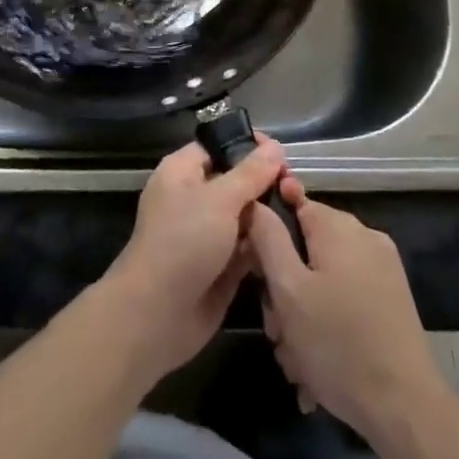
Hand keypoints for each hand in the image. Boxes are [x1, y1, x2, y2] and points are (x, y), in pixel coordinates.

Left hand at [99, 136, 286, 380]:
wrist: (158, 314)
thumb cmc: (183, 242)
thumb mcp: (219, 199)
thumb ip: (250, 174)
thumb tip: (275, 147)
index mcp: (183, 172)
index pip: (218, 146)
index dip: (247, 145)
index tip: (281, 153)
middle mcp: (194, 198)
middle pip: (236, 181)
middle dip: (265, 184)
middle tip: (296, 188)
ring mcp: (208, 234)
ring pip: (246, 216)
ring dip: (269, 217)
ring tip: (300, 213)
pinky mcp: (221, 265)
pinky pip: (248, 247)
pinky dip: (266, 246)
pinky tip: (292, 244)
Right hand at [245, 178, 447, 437]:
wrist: (405, 409)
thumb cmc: (337, 344)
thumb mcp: (288, 289)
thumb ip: (268, 238)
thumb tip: (256, 203)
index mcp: (339, 227)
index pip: (292, 205)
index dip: (268, 236)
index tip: (257, 272)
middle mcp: (364, 238)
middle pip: (306, 249)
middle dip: (284, 290)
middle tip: (277, 331)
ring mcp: (382, 271)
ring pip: (323, 280)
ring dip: (303, 317)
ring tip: (297, 362)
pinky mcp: (391, 302)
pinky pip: (344, 300)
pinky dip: (327, 326)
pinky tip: (318, 369)